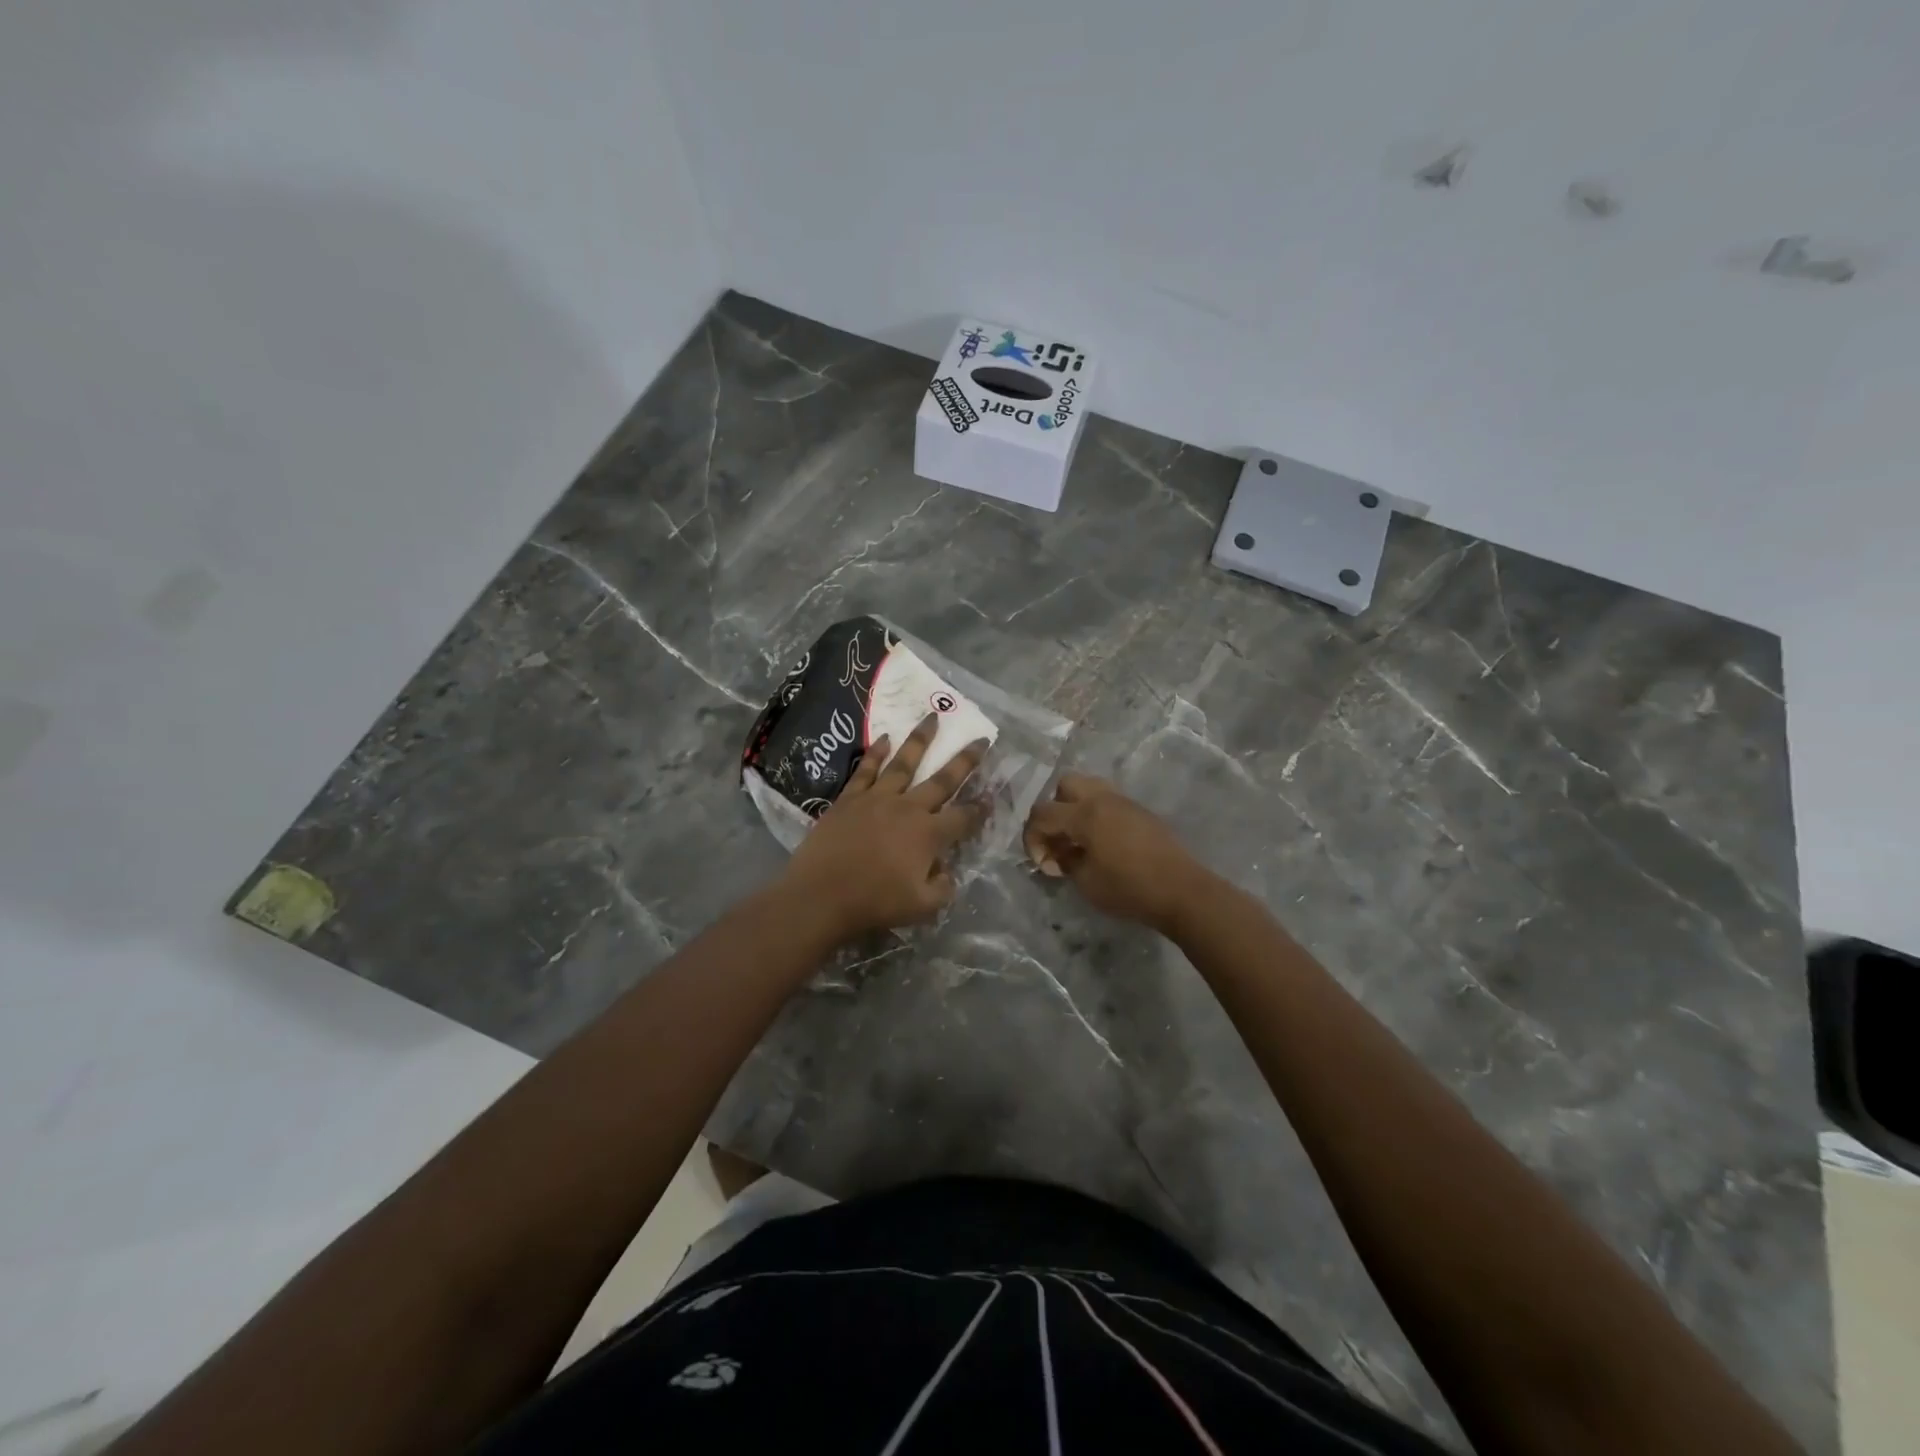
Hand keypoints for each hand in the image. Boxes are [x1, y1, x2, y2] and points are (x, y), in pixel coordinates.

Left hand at [783, 714, 988, 938]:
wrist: (821, 894)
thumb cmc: (874, 902)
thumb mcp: (922, 907)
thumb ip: (943, 888)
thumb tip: (947, 871)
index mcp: (929, 834)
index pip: (964, 817)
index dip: (981, 808)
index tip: (992, 795)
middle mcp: (908, 808)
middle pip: (942, 780)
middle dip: (965, 760)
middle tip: (980, 739)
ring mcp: (877, 799)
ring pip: (904, 762)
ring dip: (920, 739)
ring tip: (932, 717)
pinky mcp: (850, 798)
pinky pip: (867, 769)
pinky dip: (876, 752)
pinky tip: (884, 737)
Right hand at [1023, 773, 1213, 933]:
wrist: (1182, 891)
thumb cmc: (1129, 888)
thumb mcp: (1086, 882)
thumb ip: (1065, 862)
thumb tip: (1060, 854)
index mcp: (1084, 813)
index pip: (1042, 813)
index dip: (1032, 838)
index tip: (1043, 864)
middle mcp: (1102, 798)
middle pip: (1065, 784)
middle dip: (1054, 810)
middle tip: (1060, 840)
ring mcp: (1125, 802)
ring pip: (1089, 788)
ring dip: (1076, 809)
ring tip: (1080, 840)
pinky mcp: (1141, 812)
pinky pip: (1108, 802)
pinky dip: (1096, 815)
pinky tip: (1103, 844)